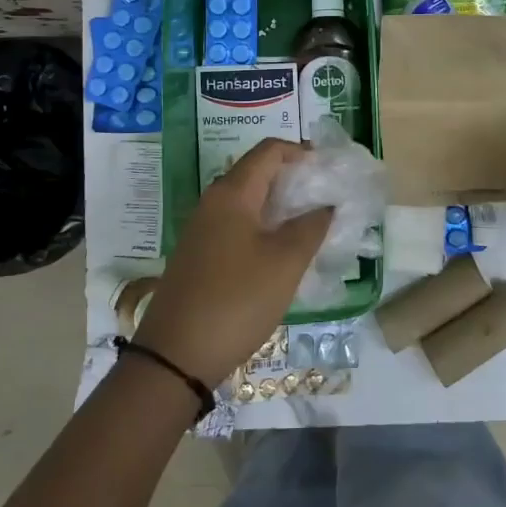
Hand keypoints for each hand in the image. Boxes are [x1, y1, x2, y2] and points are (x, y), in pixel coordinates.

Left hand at [133, 139, 332, 386]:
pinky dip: (262, 226)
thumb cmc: (237, 300)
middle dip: (293, 178)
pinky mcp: (199, 254)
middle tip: (326, 197)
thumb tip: (326, 205)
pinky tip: (280, 252)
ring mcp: (202, 229)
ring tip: (310, 224)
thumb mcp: (285, 263)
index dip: (301, 151)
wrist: (175, 355)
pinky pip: (236, 224)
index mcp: (232, 193)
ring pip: (247, 201)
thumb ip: (311, 227)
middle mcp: (212, 202)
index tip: (330, 169)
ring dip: (279, 205)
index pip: (269, 151)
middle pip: (256, 172)